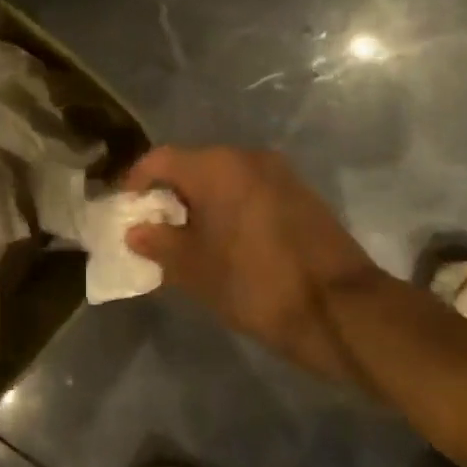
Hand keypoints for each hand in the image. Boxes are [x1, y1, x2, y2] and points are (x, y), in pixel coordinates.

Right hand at [122, 146, 382, 376]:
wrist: (342, 309)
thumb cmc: (255, 284)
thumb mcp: (195, 269)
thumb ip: (159, 244)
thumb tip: (136, 230)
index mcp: (217, 167)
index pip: (159, 160)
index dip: (135, 182)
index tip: (125, 209)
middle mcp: (248, 158)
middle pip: (193, 165)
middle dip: (168, 194)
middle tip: (153, 228)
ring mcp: (280, 174)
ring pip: (224, 179)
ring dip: (200, 203)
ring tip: (187, 239)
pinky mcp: (301, 195)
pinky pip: (250, 191)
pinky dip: (229, 209)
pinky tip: (225, 242)